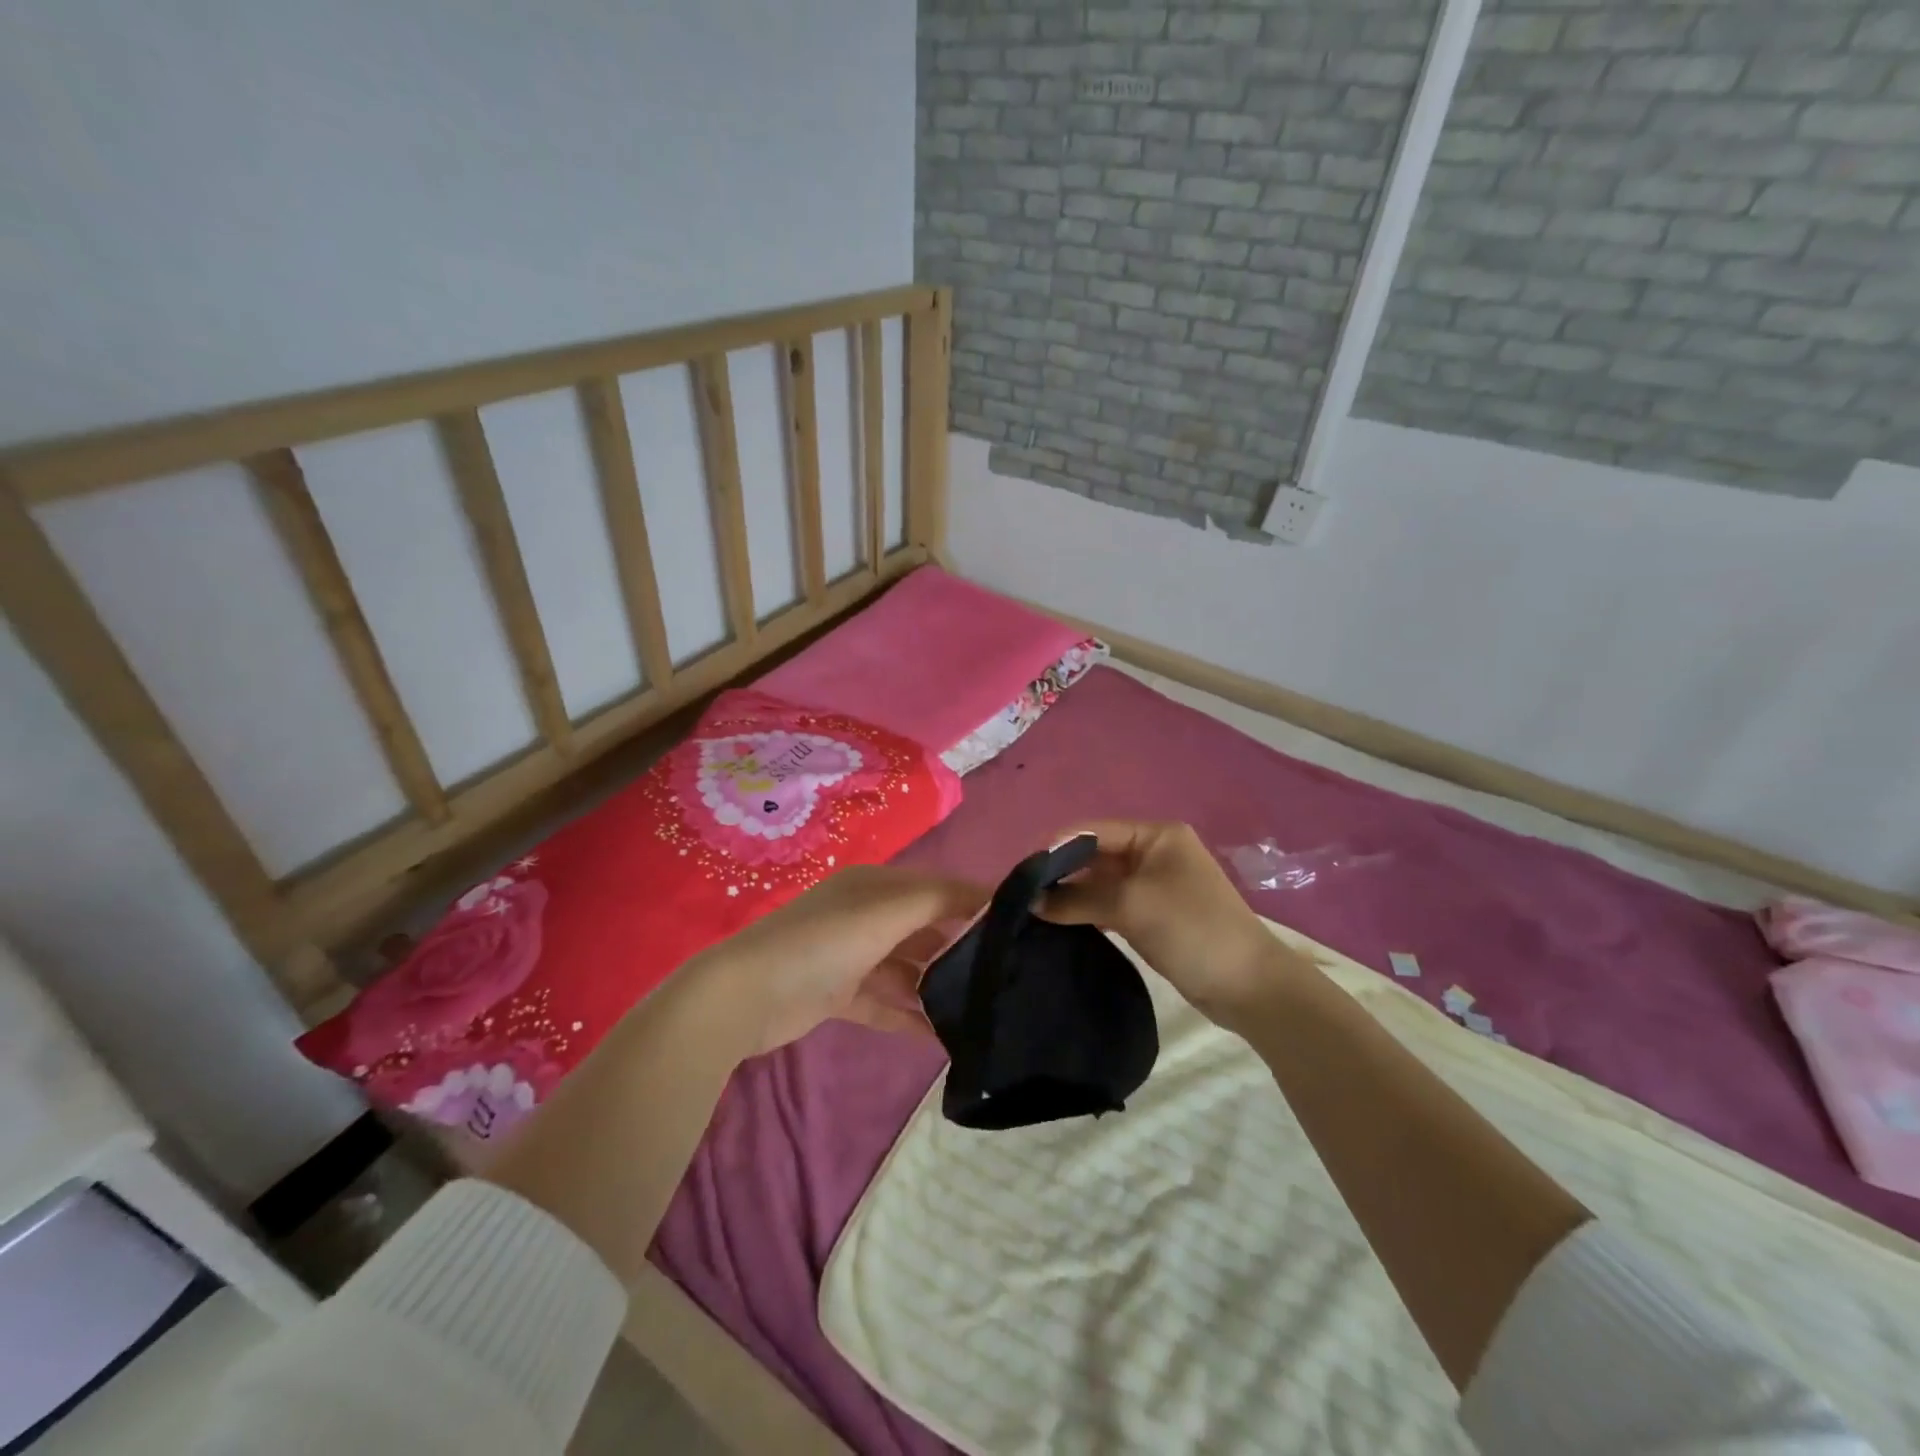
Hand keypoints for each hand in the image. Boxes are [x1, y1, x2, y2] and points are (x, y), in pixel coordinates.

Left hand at [688, 865, 988, 1055]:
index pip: (937, 889)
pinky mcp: (840, 994)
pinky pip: (886, 1003)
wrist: (745, 995)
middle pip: (924, 928)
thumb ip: (941, 900)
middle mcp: (866, 915)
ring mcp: (851, 956)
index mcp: (876, 886)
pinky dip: (911, 1016)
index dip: (975, 903)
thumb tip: (993, 896)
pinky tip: (943, 1037)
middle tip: (1006, 974)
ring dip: (938, 986)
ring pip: (908, 968)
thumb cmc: (823, 942)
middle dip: (960, 947)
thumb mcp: (886, 910)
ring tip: (981, 1008)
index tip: (1020, 927)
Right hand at [1040, 820, 1312, 1026]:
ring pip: (1101, 883)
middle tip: (1022, 894)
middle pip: (1095, 856)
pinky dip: (1087, 913)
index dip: (1056, 847)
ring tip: (1033, 909)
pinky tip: (1060, 924)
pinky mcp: (1153, 916)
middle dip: (1061, 873)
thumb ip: (1078, 899)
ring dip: (1071, 895)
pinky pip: (1111, 906)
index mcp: (1156, 835)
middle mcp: (1153, 853)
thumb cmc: (1192, 929)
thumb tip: (1032, 902)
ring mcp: (1154, 886)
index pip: (1093, 831)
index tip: (1021, 871)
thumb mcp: (1131, 906)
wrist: (1249, 986)